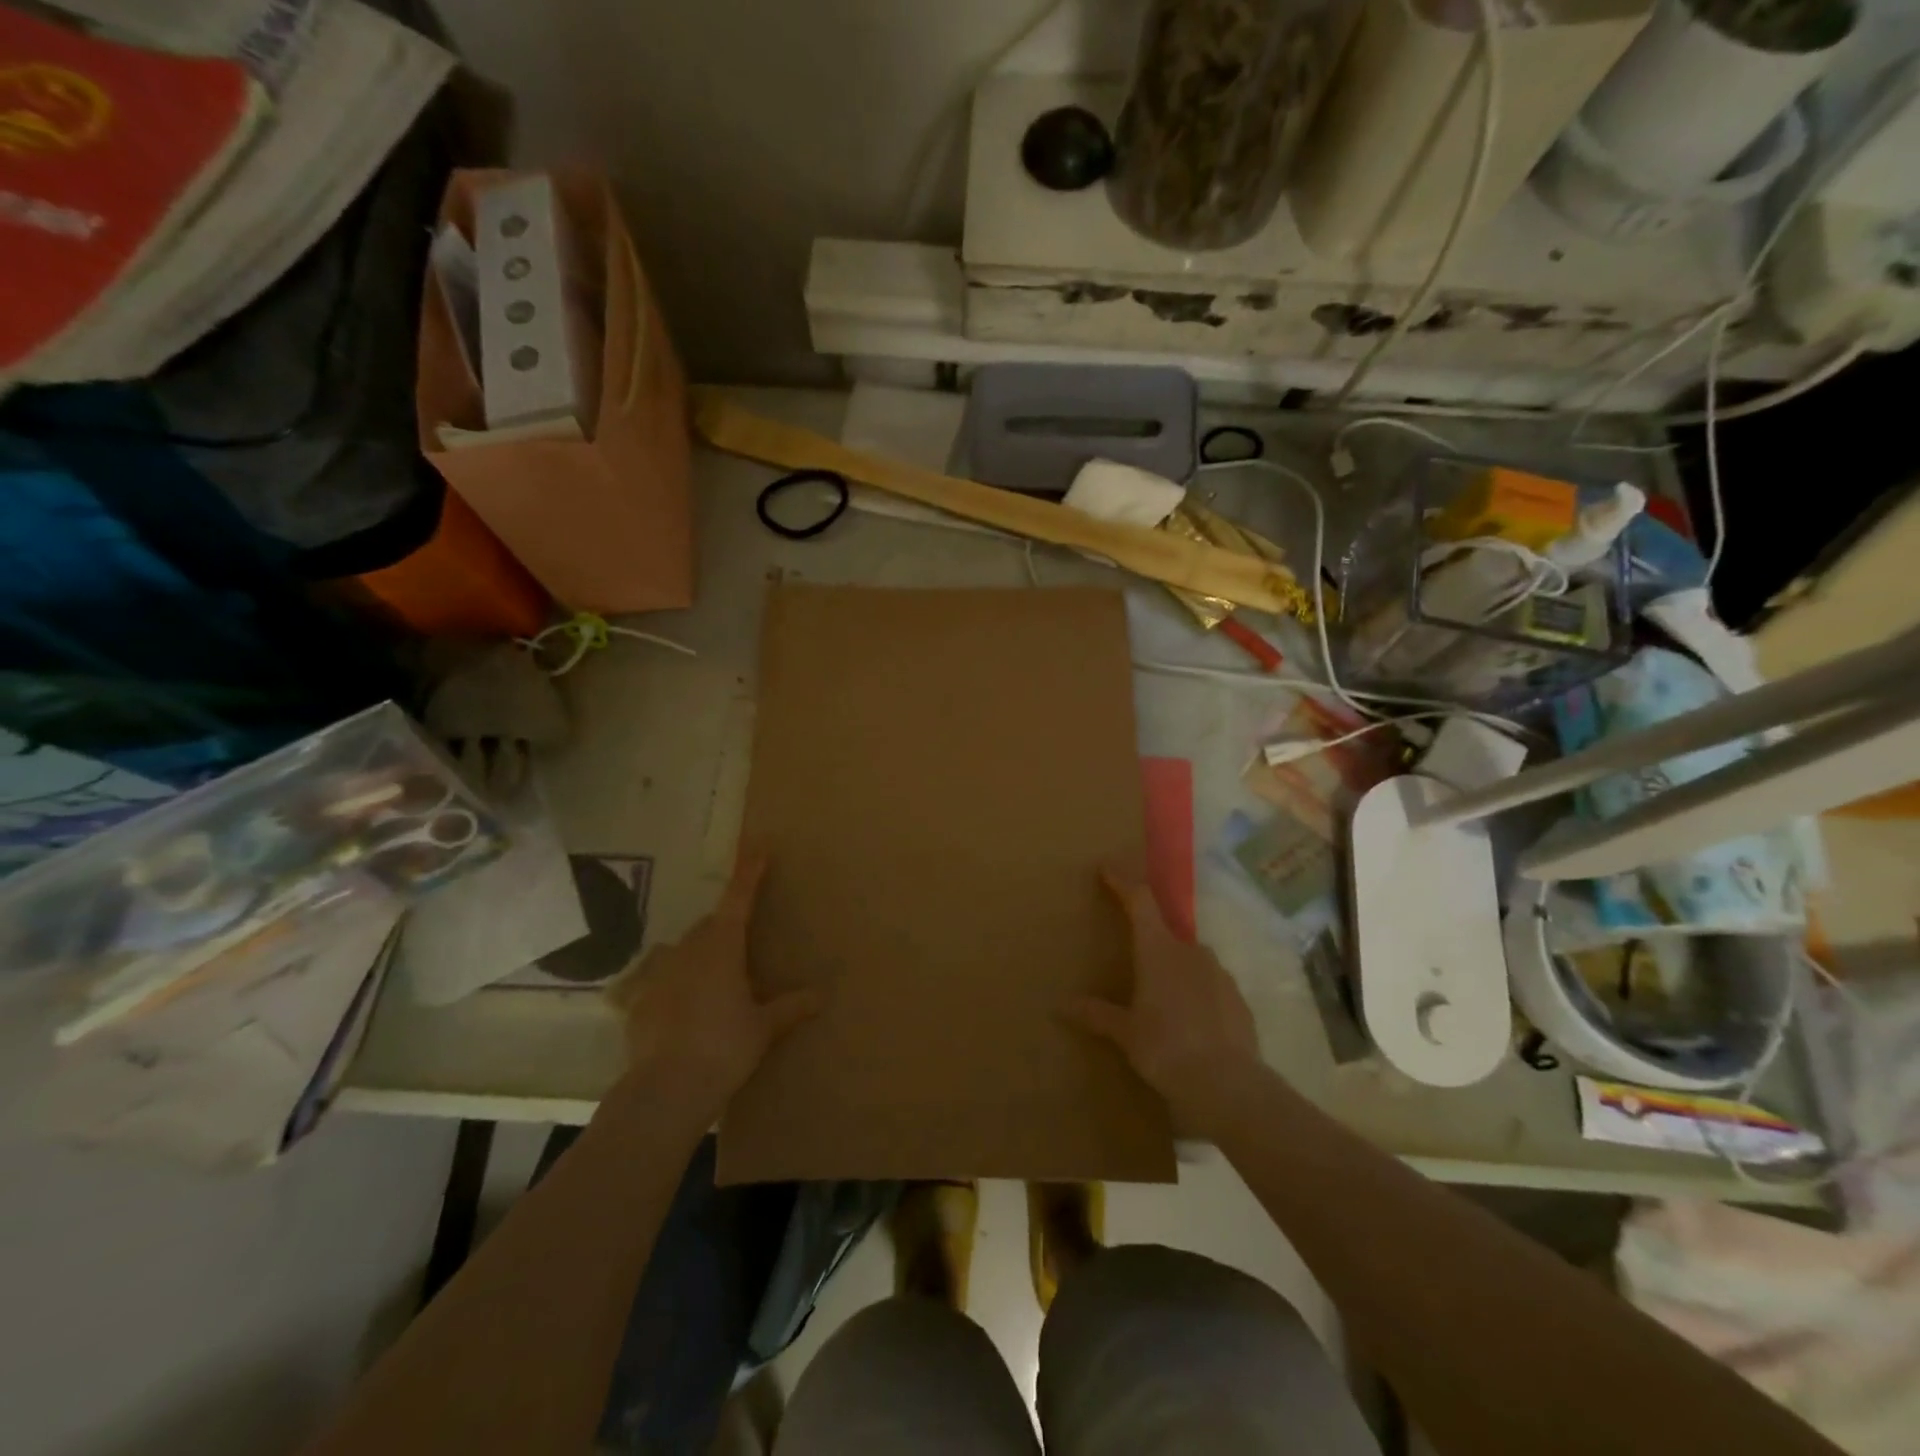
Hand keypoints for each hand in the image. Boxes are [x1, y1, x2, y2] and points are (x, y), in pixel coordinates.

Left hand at [608, 851, 824, 1119]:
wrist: (666, 1089)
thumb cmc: (724, 1047)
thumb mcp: (764, 1027)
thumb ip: (790, 1007)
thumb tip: (822, 995)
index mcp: (722, 947)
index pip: (738, 899)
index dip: (748, 873)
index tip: (757, 847)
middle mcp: (687, 950)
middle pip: (709, 926)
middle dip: (726, 928)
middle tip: (744, 950)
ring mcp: (657, 973)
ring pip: (682, 951)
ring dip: (699, 956)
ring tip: (713, 982)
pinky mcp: (637, 1001)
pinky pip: (658, 981)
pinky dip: (672, 986)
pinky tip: (680, 1011)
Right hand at [1061, 864, 1264, 1132]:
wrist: (1229, 1085)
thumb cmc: (1166, 1049)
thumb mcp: (1126, 1034)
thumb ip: (1097, 1014)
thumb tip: (1061, 1005)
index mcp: (1158, 950)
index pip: (1139, 901)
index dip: (1123, 881)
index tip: (1107, 867)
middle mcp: (1190, 951)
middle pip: (1165, 933)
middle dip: (1149, 943)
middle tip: (1134, 966)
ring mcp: (1219, 973)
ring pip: (1190, 960)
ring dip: (1174, 971)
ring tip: (1163, 1003)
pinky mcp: (1238, 998)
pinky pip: (1211, 985)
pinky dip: (1197, 994)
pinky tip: (1191, 1023)